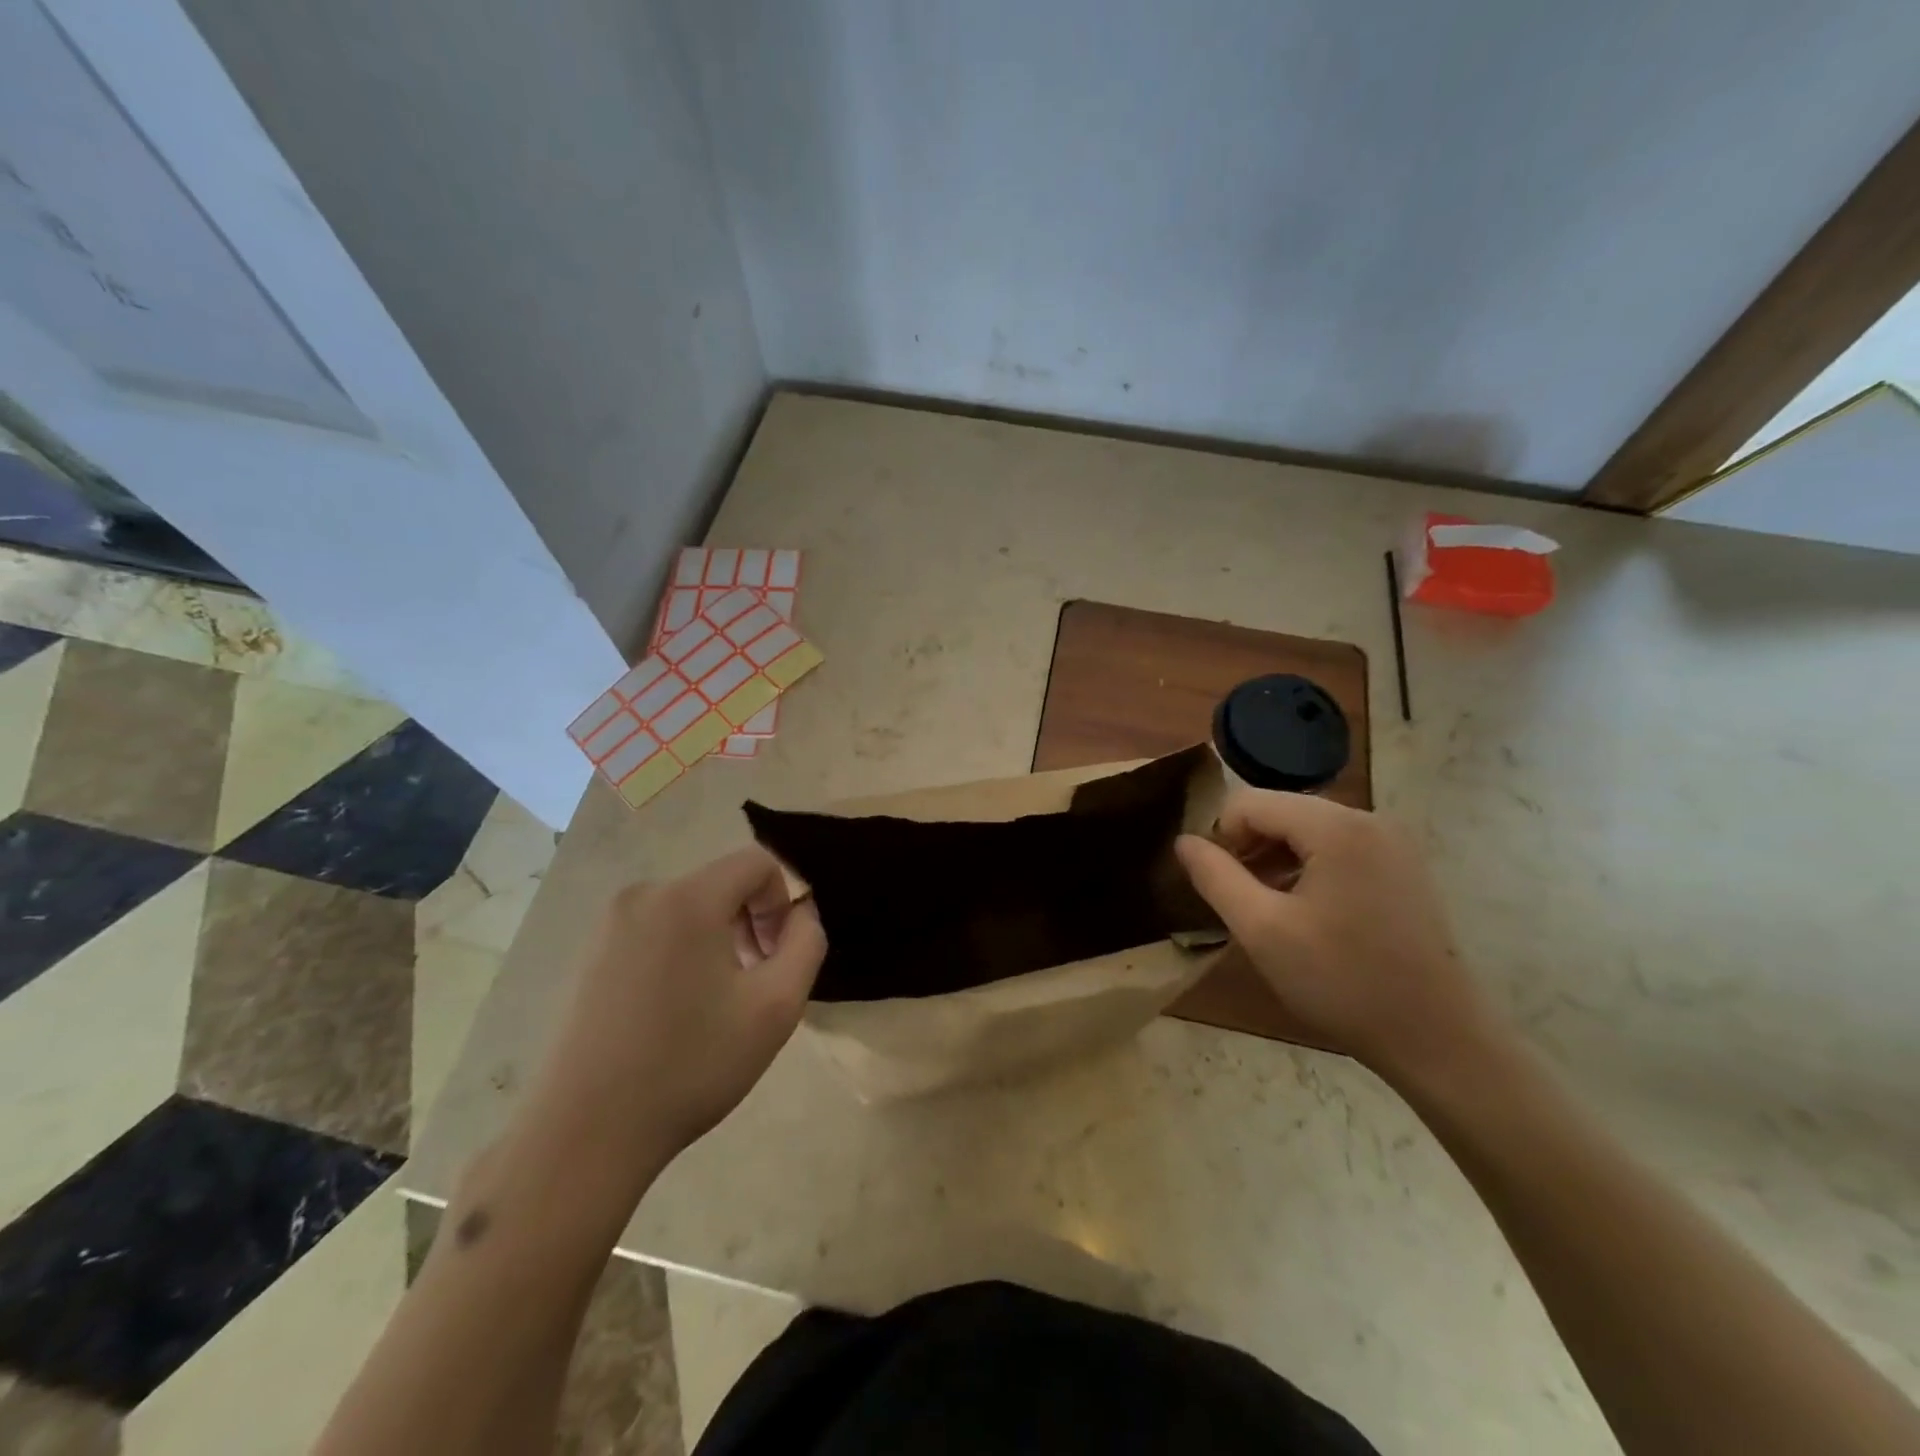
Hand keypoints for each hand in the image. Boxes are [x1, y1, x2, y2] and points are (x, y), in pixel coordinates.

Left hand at [531, 848, 825, 1184]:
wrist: (584, 1134)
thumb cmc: (691, 1065)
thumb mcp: (777, 1006)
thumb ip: (807, 943)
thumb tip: (800, 912)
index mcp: (687, 898)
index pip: (758, 862)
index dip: (784, 900)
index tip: (778, 956)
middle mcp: (644, 895)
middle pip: (723, 884)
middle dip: (752, 922)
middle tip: (755, 983)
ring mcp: (609, 924)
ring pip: (691, 908)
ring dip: (720, 940)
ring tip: (718, 1003)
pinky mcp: (590, 953)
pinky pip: (658, 930)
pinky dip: (683, 952)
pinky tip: (677, 1011)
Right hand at [1174, 791, 1497, 1084]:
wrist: (1438, 1038)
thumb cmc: (1342, 982)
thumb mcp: (1262, 930)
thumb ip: (1215, 877)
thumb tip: (1183, 841)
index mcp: (1335, 827)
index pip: (1249, 803)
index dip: (1220, 837)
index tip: (1216, 884)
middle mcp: (1368, 819)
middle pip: (1281, 811)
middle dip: (1250, 848)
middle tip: (1239, 899)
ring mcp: (1393, 842)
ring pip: (1309, 829)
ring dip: (1277, 859)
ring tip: (1268, 908)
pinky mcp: (1404, 867)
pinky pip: (1339, 848)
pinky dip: (1310, 868)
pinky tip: (1306, 912)